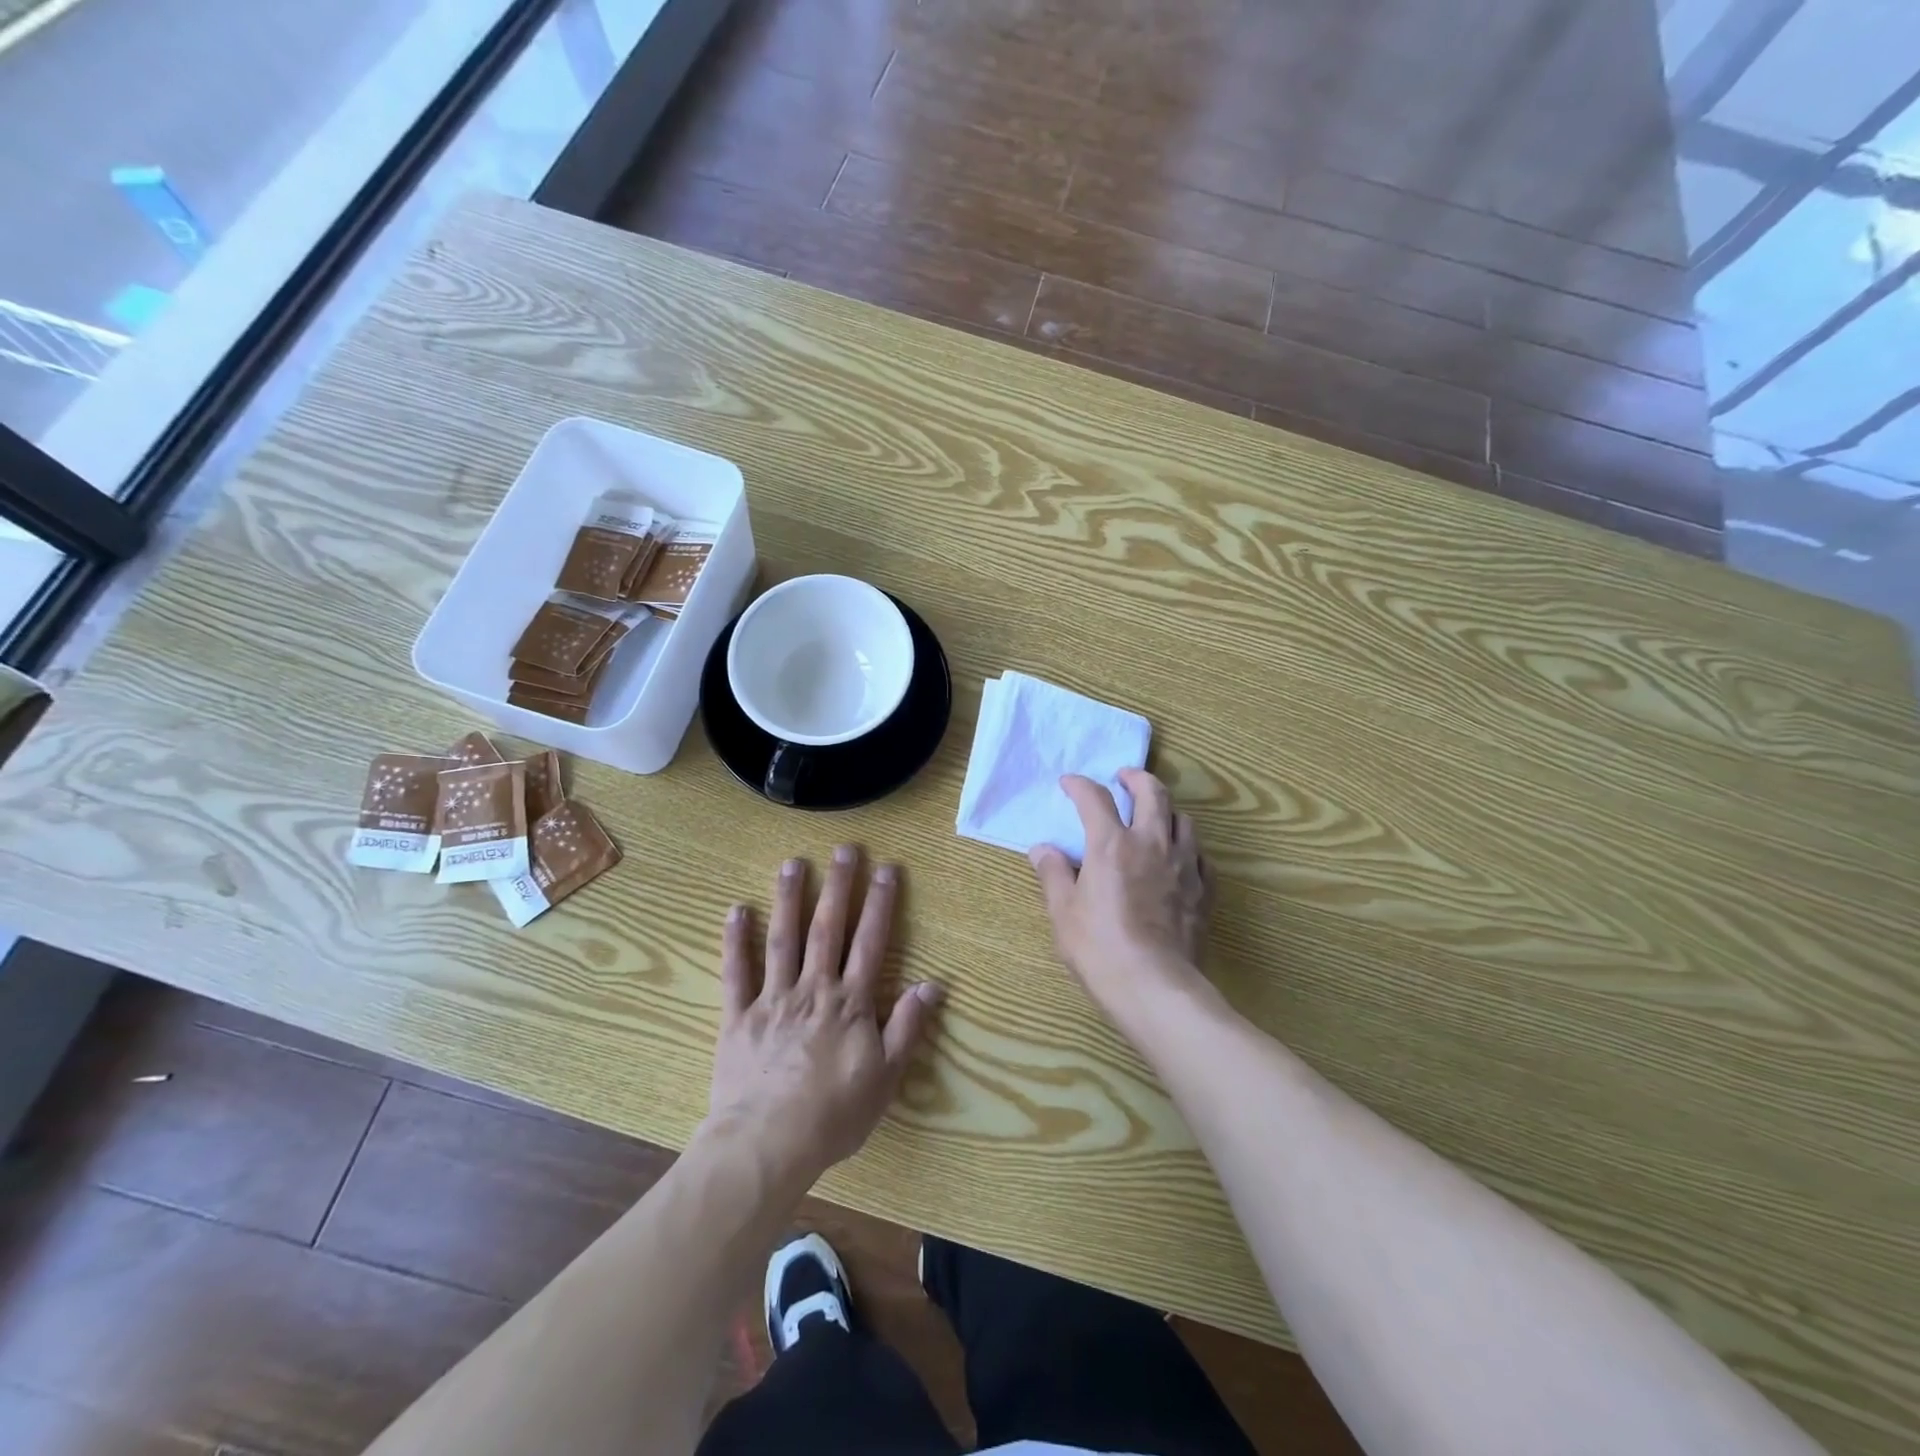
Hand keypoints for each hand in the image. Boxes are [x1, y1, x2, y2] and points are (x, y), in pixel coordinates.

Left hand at [707, 846, 943, 1185]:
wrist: (767, 1146)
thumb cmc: (833, 1115)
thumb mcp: (885, 1078)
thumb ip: (907, 1027)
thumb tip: (932, 984)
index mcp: (850, 1003)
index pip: (870, 942)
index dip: (880, 904)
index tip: (887, 869)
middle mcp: (813, 989)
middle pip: (828, 929)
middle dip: (838, 887)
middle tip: (844, 849)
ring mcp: (773, 999)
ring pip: (783, 939)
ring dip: (789, 899)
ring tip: (793, 863)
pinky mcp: (739, 1017)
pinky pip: (736, 973)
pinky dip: (735, 941)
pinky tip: (736, 910)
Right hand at [1029, 769, 1213, 1018]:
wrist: (1155, 985)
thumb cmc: (1099, 948)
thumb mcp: (1063, 912)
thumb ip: (1053, 874)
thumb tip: (1042, 849)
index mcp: (1111, 844)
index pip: (1095, 798)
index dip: (1080, 785)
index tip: (1069, 783)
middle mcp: (1151, 843)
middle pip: (1152, 793)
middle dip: (1136, 778)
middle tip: (1124, 778)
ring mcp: (1183, 864)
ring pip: (1184, 819)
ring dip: (1167, 810)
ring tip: (1154, 817)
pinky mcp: (1204, 889)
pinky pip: (1200, 855)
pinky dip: (1187, 847)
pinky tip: (1179, 858)